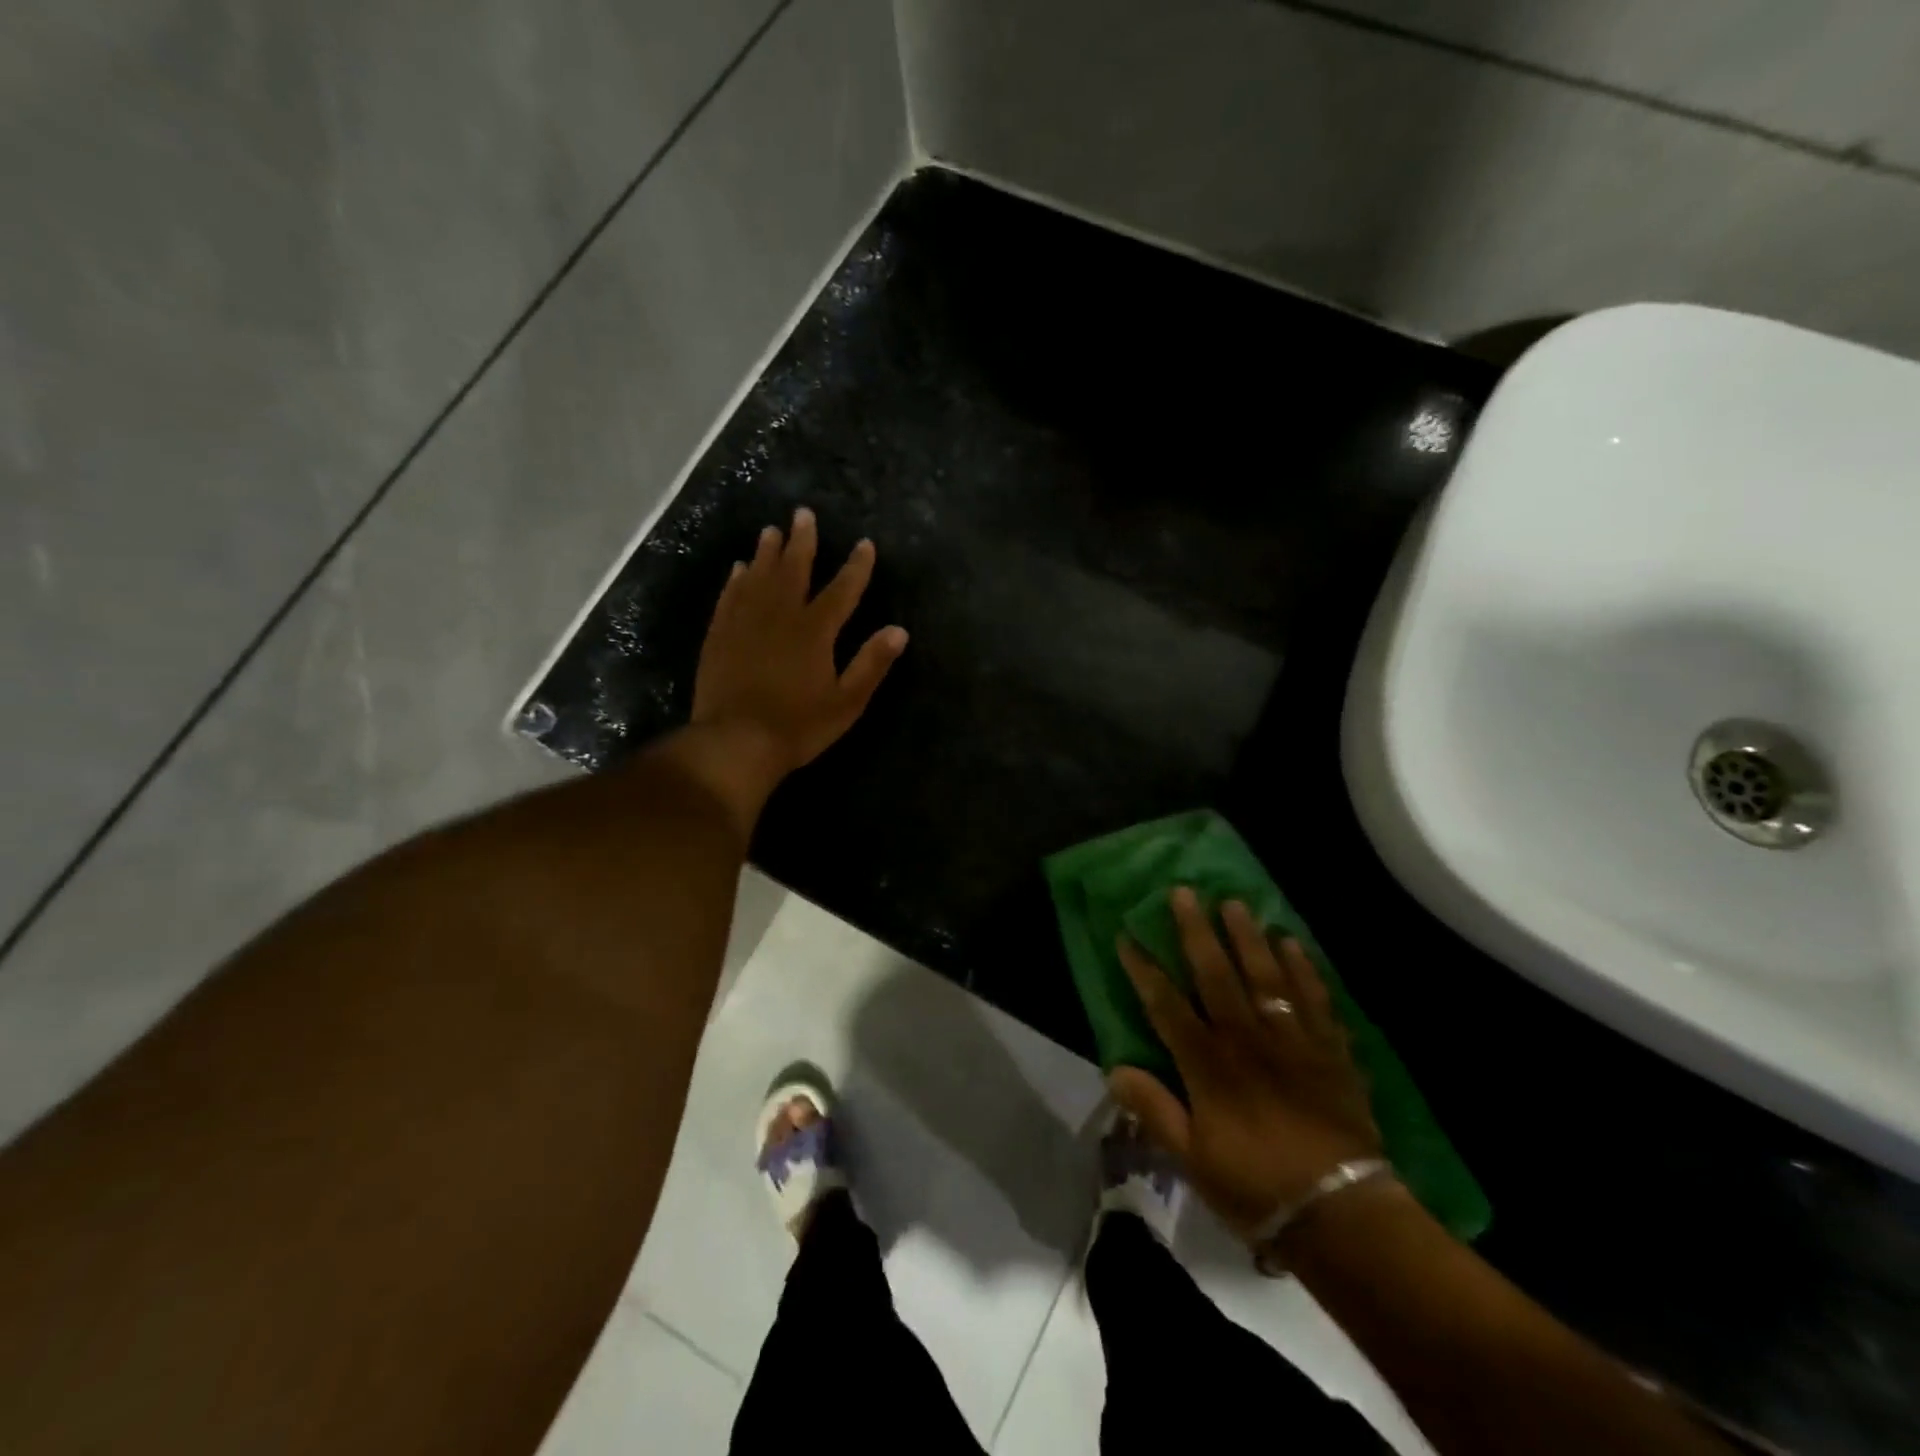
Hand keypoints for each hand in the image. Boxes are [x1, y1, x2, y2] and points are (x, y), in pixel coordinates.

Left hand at [691, 507, 907, 780]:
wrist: (736, 741)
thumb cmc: (799, 725)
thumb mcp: (847, 701)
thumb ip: (871, 663)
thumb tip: (898, 631)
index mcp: (815, 630)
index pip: (842, 590)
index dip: (856, 567)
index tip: (864, 544)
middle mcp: (780, 615)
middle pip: (793, 570)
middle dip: (802, 541)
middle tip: (803, 513)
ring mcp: (745, 622)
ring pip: (758, 577)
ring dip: (767, 552)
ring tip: (771, 531)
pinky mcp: (720, 635)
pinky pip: (730, 597)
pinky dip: (736, 580)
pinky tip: (738, 569)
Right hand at [1111, 888, 1380, 1243]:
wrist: (1343, 1215)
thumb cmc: (1258, 1187)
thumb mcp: (1192, 1159)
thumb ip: (1154, 1109)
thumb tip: (1114, 1069)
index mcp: (1208, 1064)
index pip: (1167, 1005)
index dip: (1144, 969)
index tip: (1127, 936)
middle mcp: (1246, 1039)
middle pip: (1216, 974)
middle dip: (1196, 931)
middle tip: (1184, 892)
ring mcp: (1291, 1040)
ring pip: (1266, 975)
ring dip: (1248, 936)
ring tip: (1235, 903)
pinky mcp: (1329, 1050)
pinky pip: (1315, 998)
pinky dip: (1303, 969)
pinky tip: (1292, 943)